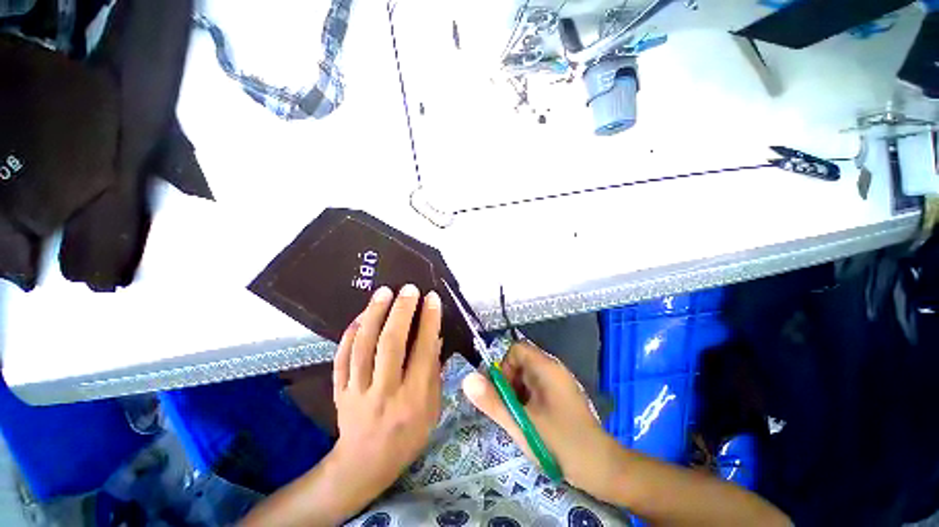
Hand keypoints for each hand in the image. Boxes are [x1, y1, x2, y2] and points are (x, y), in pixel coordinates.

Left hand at [330, 284, 443, 499]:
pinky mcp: (340, 390)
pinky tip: (359, 317)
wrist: (365, 464)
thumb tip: (436, 336)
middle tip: (408, 289)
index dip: (429, 321)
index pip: (423, 351)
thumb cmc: (408, 435)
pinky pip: (342, 358)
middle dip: (401, 311)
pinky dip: (349, 334)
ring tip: (384, 292)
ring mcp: (358, 391)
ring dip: (374, 315)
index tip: (432, 298)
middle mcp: (386, 392)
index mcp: (414, 398)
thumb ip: (434, 371)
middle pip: (391, 345)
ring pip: (363, 346)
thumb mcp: (433, 407)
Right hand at [462, 340, 621, 499]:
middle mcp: (554, 369)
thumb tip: (468, 379)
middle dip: (510, 383)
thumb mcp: (521, 424)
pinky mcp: (562, 395)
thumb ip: (492, 401)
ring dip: (518, 393)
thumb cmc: (560, 443)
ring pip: (528, 376)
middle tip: (511, 410)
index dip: (504, 367)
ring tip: (521, 418)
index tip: (504, 393)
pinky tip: (532, 421)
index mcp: (546, 368)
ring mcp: (560, 382)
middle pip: (521, 362)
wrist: (601, 468)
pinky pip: (538, 387)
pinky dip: (528, 399)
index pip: (516, 349)